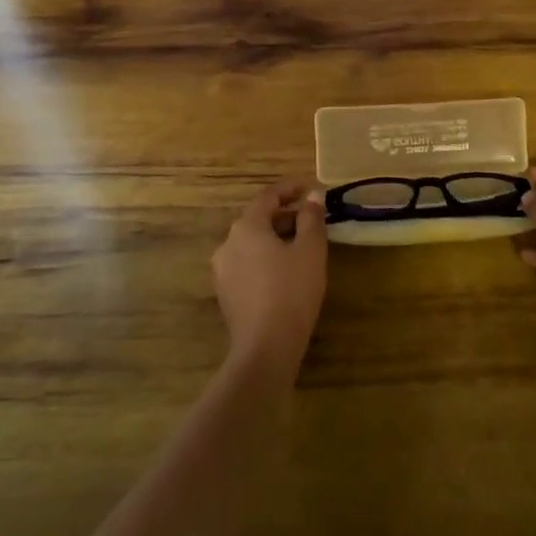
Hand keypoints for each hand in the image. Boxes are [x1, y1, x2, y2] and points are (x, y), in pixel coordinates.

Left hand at [212, 181, 328, 377]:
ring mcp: (223, 270)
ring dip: (276, 238)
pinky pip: (248, 264)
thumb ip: (311, 218)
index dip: (290, 189)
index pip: (268, 196)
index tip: (310, 188)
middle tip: (312, 220)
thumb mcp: (310, 250)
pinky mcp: (226, 293)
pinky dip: (266, 258)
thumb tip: (312, 196)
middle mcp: (228, 243)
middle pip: (258, 219)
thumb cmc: (292, 291)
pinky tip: (286, 272)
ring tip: (302, 246)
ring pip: (252, 243)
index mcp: (247, 226)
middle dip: (286, 216)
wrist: (265, 347)